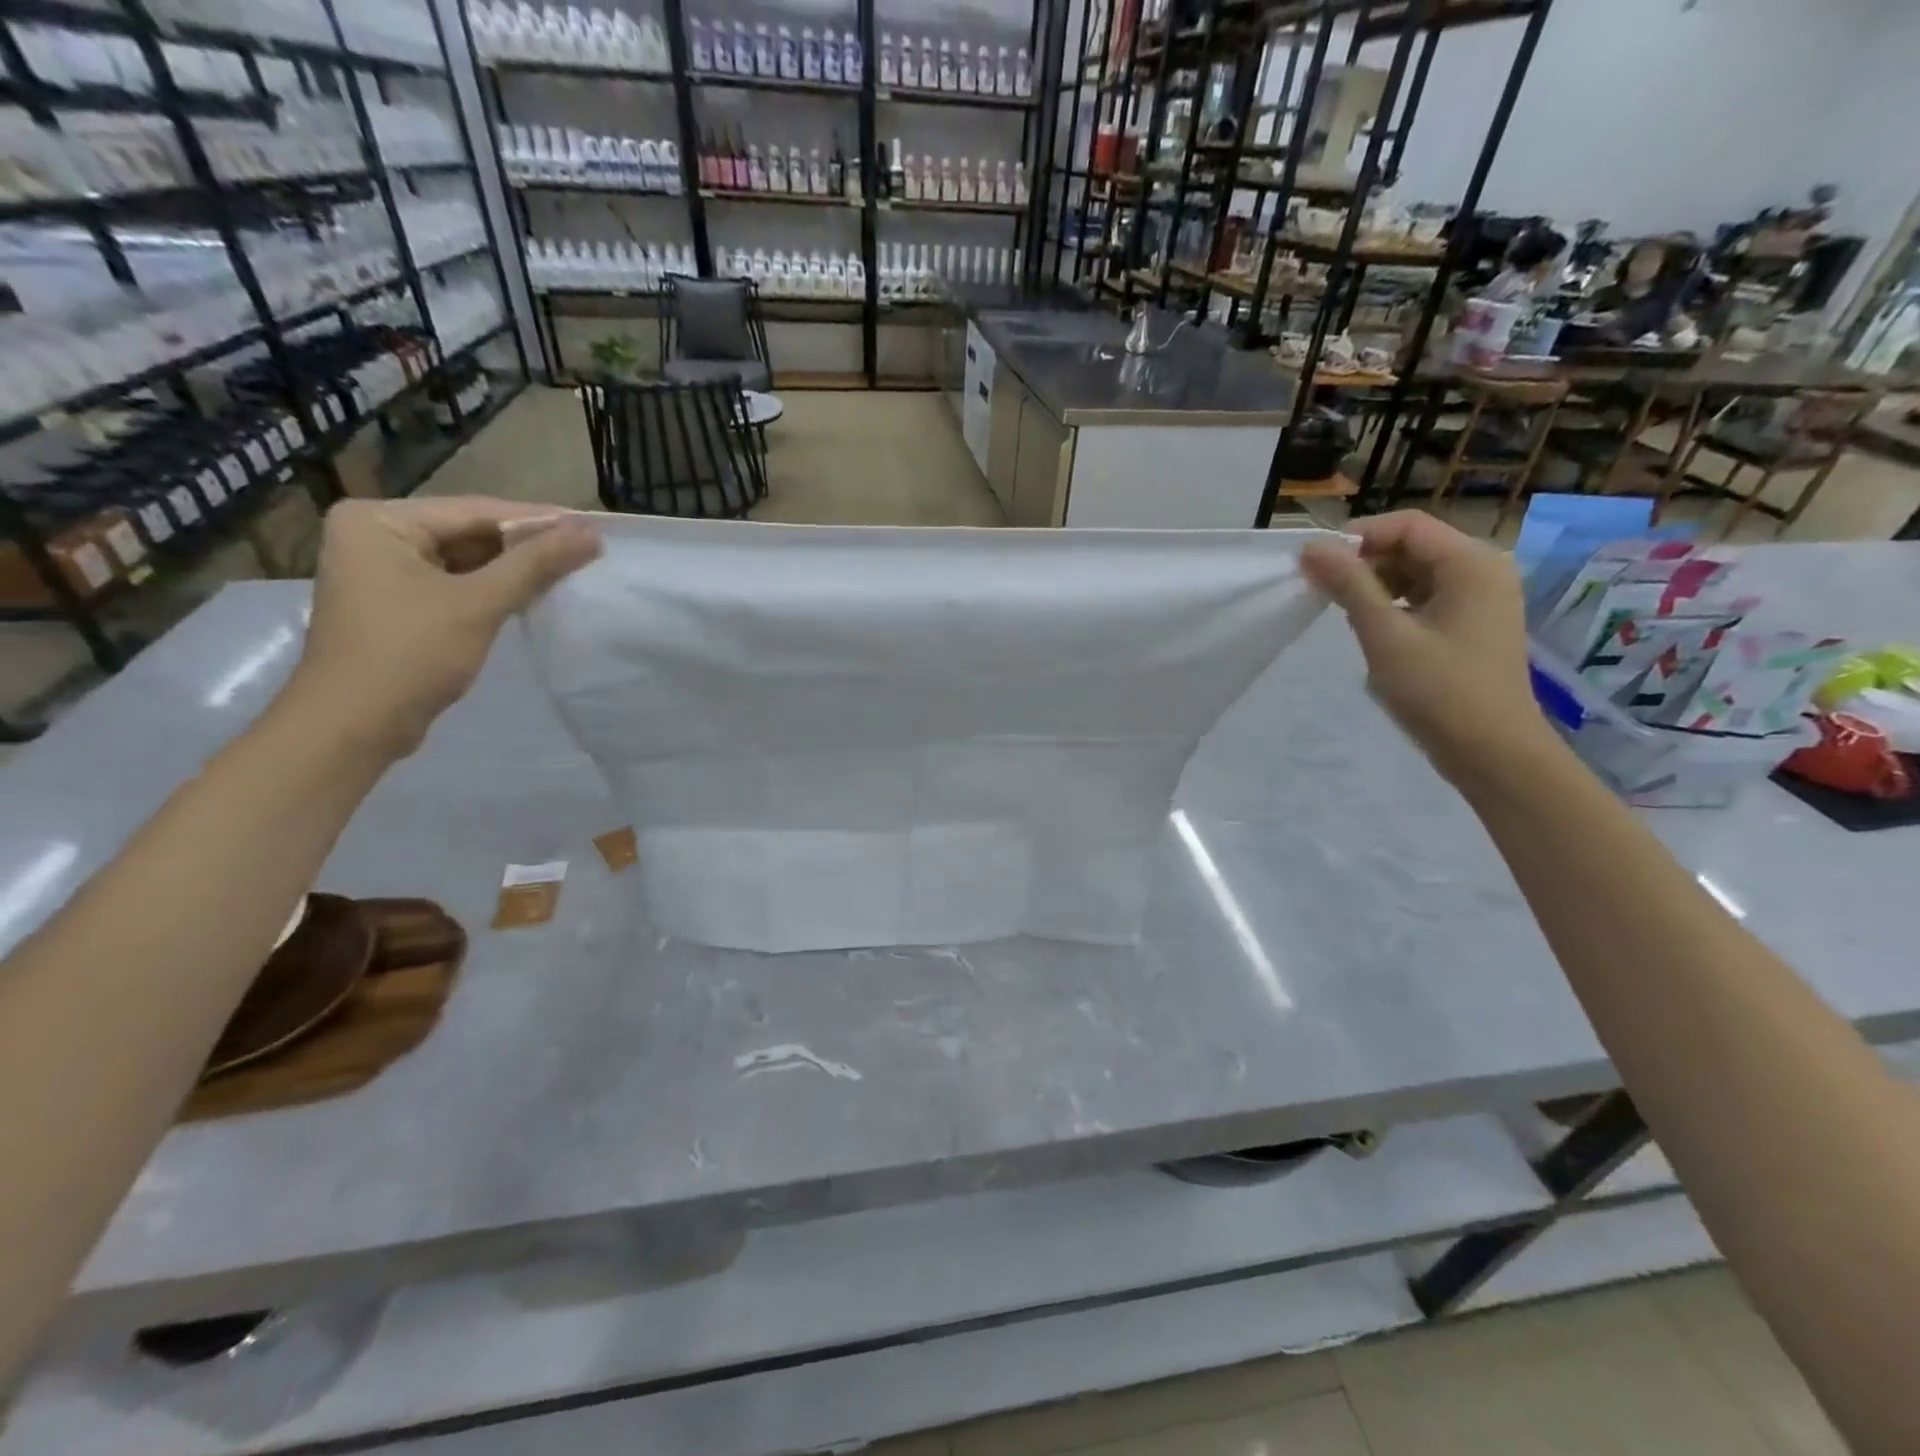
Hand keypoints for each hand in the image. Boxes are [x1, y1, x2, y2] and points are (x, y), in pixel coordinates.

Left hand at [287, 497, 599, 758]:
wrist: (354, 725)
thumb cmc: (409, 654)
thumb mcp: (479, 604)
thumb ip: (535, 564)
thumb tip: (590, 534)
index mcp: (378, 520)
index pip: (474, 511)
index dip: (537, 520)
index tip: (591, 528)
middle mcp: (374, 534)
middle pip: (468, 533)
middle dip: (525, 546)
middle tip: (586, 553)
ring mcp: (382, 570)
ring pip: (465, 561)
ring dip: (513, 570)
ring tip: (570, 572)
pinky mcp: (397, 603)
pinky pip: (455, 584)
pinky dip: (492, 590)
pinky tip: (532, 596)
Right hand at [1301, 511, 1551, 784]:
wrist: (1492, 752)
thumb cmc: (1439, 690)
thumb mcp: (1385, 635)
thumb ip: (1349, 586)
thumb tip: (1311, 549)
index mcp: (1472, 563)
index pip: (1407, 525)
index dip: (1357, 537)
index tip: (1315, 564)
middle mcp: (1483, 570)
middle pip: (1413, 545)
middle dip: (1364, 562)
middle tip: (1322, 590)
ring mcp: (1481, 599)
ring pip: (1416, 572)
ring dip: (1376, 584)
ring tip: (1343, 612)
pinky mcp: (1472, 624)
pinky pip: (1425, 597)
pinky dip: (1394, 604)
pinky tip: (1372, 629)